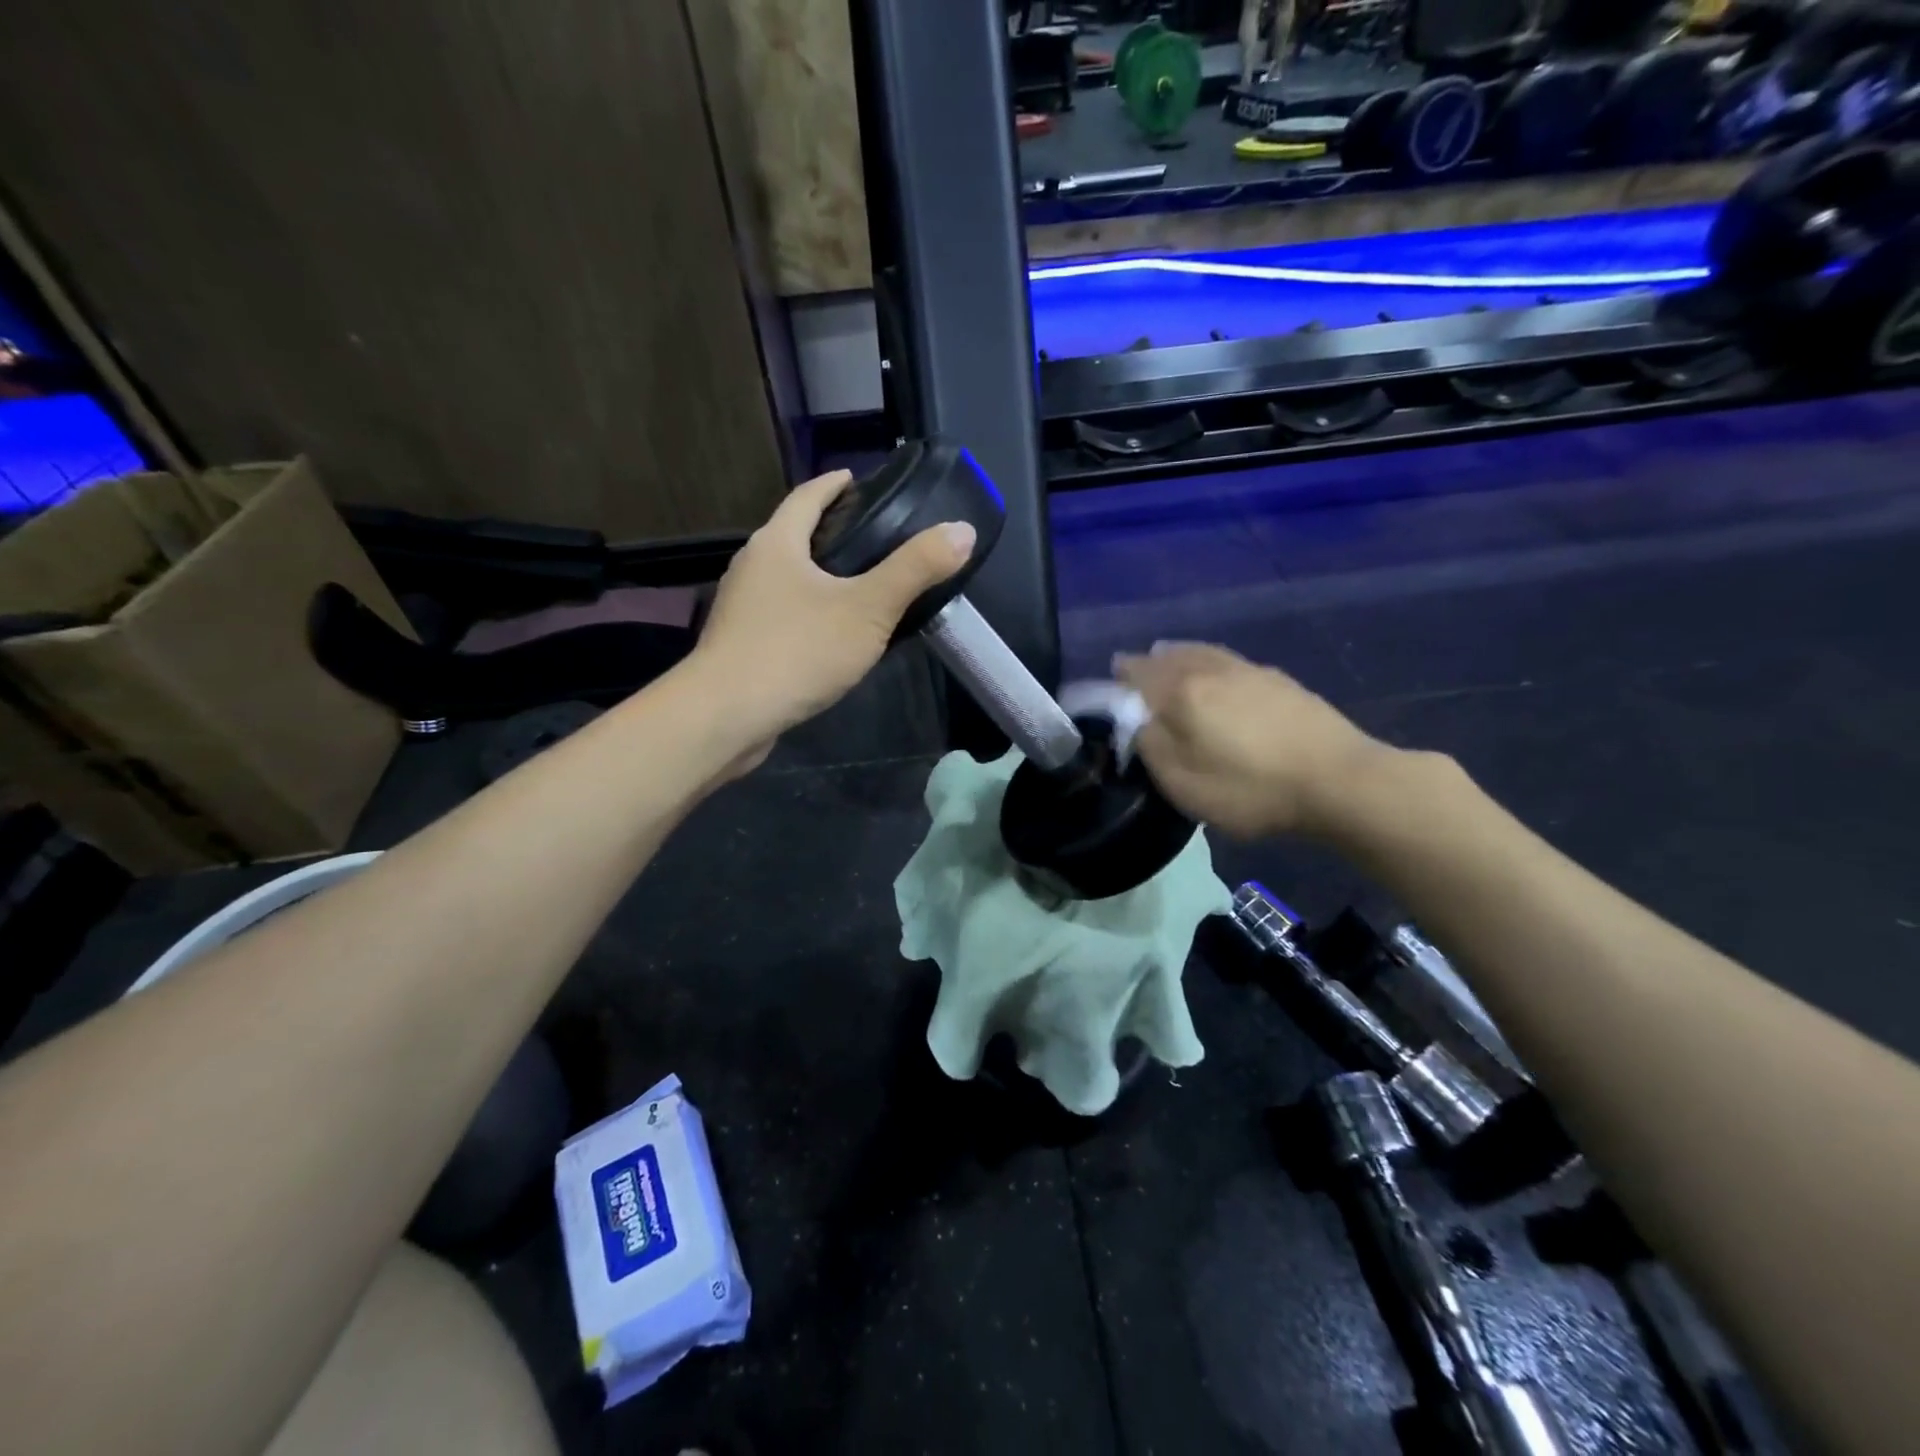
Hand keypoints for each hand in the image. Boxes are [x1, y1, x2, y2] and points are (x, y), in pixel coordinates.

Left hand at [691, 470, 975, 759]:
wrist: (726, 717)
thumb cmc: (797, 651)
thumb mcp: (868, 609)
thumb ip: (914, 569)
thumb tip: (961, 530)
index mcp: (776, 544)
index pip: (806, 496)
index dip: (834, 485)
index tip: (856, 480)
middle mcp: (751, 568)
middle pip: (793, 536)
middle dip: (827, 532)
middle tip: (873, 539)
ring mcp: (740, 610)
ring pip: (786, 580)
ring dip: (817, 577)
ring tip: (859, 589)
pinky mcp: (740, 646)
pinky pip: (781, 617)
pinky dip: (807, 614)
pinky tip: (830, 636)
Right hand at [1115, 643, 1387, 839]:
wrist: (1339, 782)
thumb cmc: (1251, 788)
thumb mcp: (1183, 783)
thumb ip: (1151, 746)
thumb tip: (1139, 723)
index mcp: (1182, 692)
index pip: (1138, 674)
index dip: (1119, 677)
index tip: (1109, 678)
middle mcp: (1211, 670)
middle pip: (1170, 656)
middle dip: (1148, 661)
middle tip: (1134, 668)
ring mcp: (1250, 671)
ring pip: (1203, 653)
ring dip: (1179, 654)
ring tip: (1169, 656)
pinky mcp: (1281, 681)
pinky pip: (1230, 661)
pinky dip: (1210, 661)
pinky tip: (1218, 674)